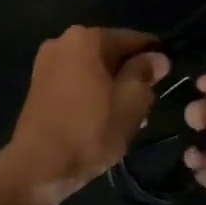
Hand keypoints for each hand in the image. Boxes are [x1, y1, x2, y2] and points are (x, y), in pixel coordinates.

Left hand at [4, 27, 169, 204]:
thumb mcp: (130, 102)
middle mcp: (62, 41)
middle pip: (110, 53)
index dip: (154, 57)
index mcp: (86, 38)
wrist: (38, 166)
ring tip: (130, 117)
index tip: (167, 77)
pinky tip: (104, 118)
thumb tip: (157, 57)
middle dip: (131, 75)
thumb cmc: (90, 131)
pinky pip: (76, 81)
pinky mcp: (38, 85)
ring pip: (93, 69)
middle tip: (148, 104)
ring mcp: (46, 63)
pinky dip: (92, 94)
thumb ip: (144, 73)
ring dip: (112, 87)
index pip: (132, 39)